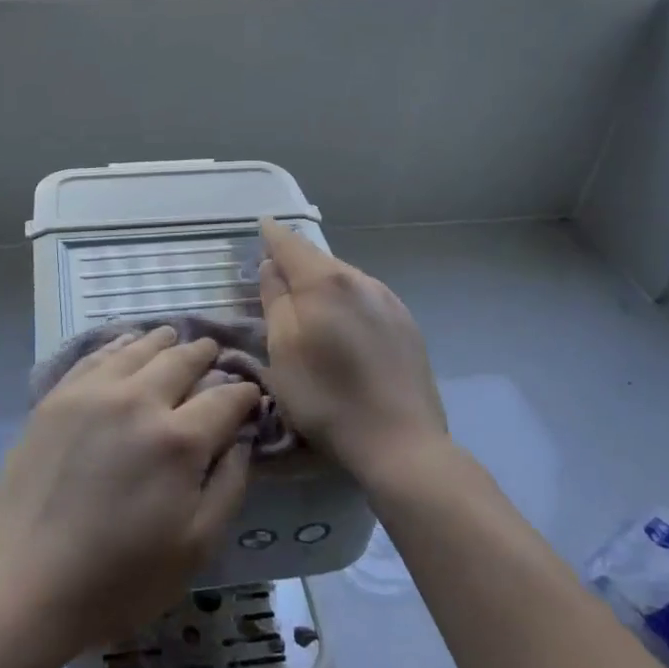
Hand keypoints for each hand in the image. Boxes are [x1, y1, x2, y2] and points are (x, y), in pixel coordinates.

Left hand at [0, 326, 257, 652]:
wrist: (23, 583)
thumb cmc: (119, 579)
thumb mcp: (195, 547)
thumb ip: (229, 485)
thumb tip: (240, 439)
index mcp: (179, 440)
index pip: (225, 397)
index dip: (245, 393)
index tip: (251, 394)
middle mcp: (138, 400)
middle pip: (182, 360)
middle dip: (206, 354)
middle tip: (215, 352)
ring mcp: (92, 393)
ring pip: (138, 348)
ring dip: (164, 342)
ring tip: (174, 338)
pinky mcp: (57, 397)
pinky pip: (96, 355)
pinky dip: (120, 344)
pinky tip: (126, 345)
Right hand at [257, 217, 450, 486]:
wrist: (401, 442)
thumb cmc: (327, 399)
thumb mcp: (282, 351)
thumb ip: (274, 301)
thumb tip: (272, 267)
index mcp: (325, 282)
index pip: (291, 244)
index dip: (272, 235)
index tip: (262, 225)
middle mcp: (361, 279)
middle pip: (319, 260)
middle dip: (296, 261)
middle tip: (276, 274)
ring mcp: (389, 300)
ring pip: (344, 278)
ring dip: (322, 283)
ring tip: (308, 304)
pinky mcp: (407, 324)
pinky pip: (365, 298)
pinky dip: (345, 301)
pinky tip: (343, 326)